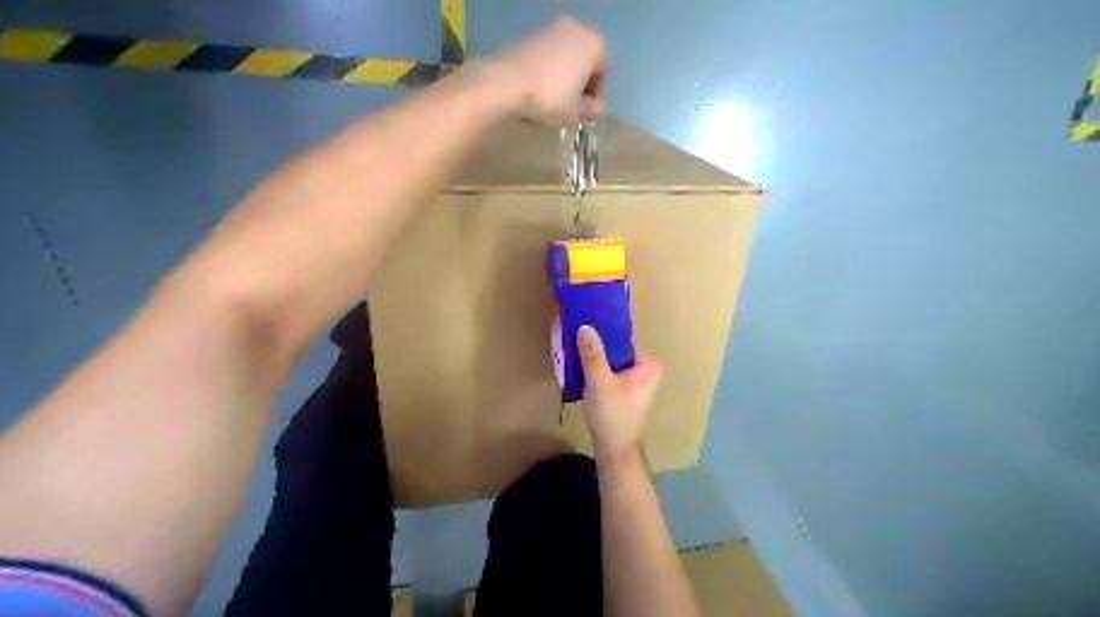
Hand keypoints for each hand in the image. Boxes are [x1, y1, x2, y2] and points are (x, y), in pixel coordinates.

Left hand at [475, 15, 610, 121]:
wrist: (506, 83)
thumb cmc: (550, 98)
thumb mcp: (575, 113)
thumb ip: (589, 110)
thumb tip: (595, 109)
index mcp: (594, 43)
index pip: (601, 73)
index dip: (595, 97)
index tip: (585, 114)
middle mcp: (575, 29)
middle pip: (582, 62)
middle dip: (578, 84)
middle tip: (570, 107)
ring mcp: (549, 29)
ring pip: (563, 58)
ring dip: (562, 78)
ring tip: (552, 102)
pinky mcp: (528, 36)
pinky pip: (545, 58)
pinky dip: (545, 72)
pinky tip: (536, 92)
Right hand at [576, 324, 661, 474]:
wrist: (614, 451)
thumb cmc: (613, 415)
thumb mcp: (600, 381)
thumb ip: (593, 354)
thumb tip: (585, 326)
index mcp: (649, 365)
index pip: (624, 339)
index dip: (604, 331)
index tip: (584, 323)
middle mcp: (647, 371)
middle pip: (617, 350)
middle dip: (596, 345)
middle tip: (574, 335)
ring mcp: (636, 383)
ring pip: (611, 362)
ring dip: (594, 358)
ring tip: (573, 349)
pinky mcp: (624, 392)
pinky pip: (609, 372)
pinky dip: (595, 370)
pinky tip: (578, 366)